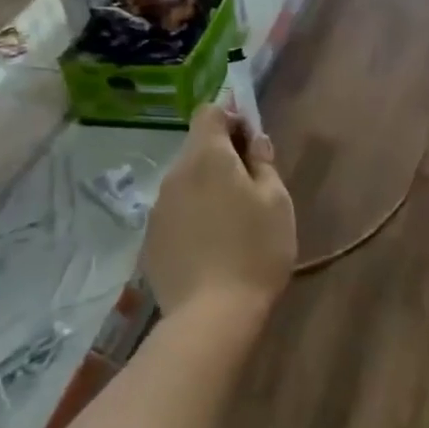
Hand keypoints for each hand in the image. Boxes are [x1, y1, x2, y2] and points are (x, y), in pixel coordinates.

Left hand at [141, 106, 296, 314]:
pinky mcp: (151, 239)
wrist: (211, 315)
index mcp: (208, 157)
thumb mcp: (276, 202)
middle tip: (252, 186)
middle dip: (223, 155)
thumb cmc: (255, 250)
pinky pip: (176, 211)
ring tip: (232, 220)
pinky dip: (193, 215)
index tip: (251, 143)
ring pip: (186, 181)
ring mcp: (158, 208)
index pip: (209, 112)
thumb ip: (263, 163)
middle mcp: (175, 175)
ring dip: (207, 187)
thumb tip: (254, 141)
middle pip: (197, 147)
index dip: (231, 118)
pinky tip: (211, 245)